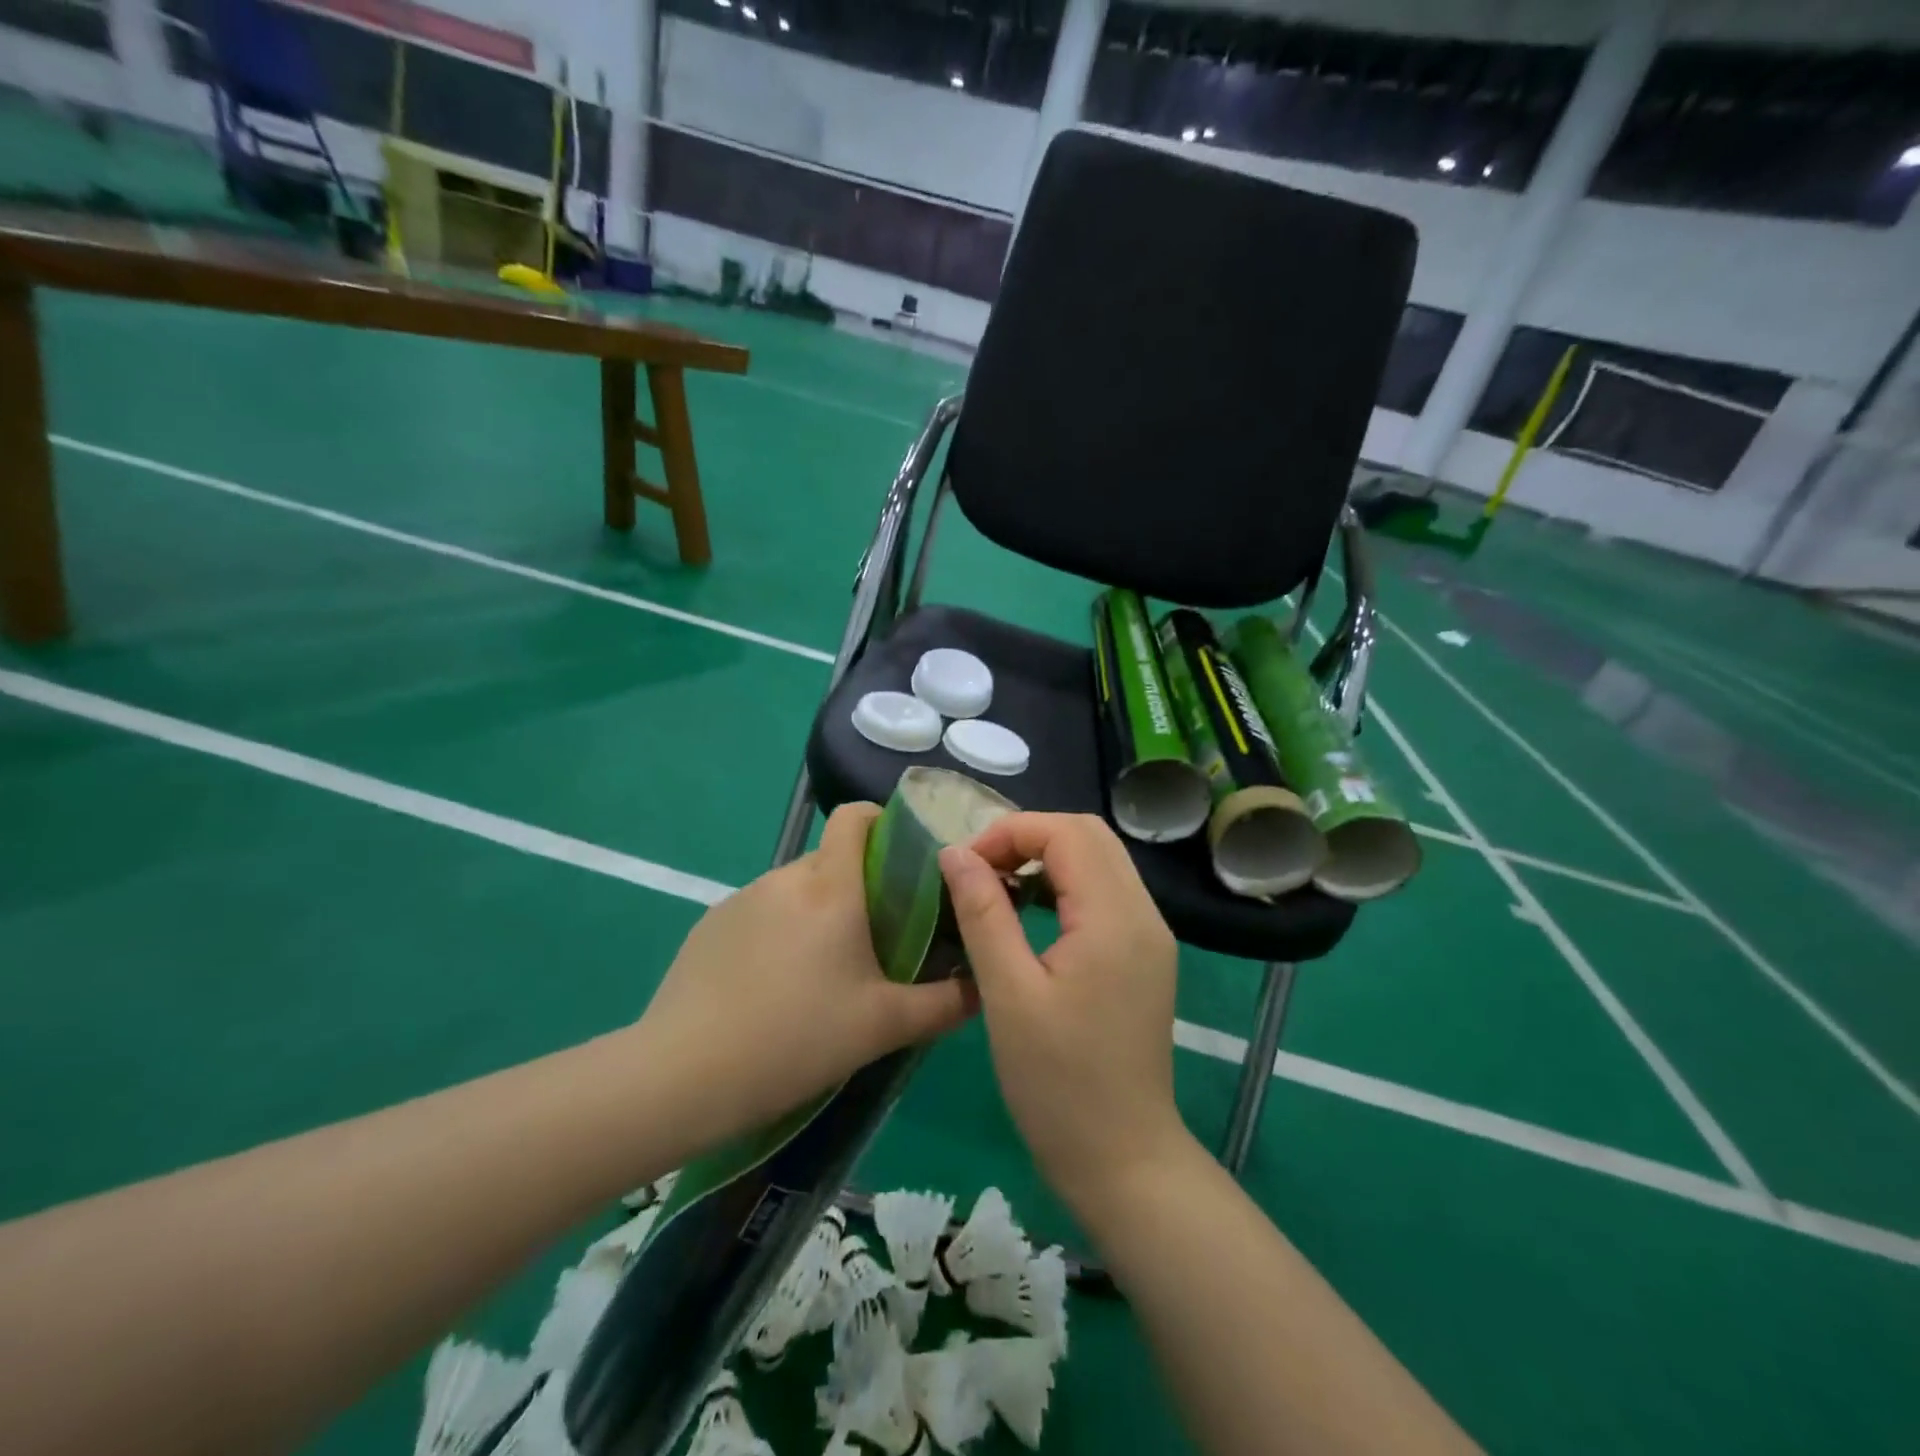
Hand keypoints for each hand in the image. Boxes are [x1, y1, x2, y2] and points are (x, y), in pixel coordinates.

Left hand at [634, 803, 978, 1144]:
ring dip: (818, 912)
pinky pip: (761, 912)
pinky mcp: (710, 925)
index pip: (856, 816)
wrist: (683, 1074)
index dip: (883, 823)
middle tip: (875, 939)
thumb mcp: (883, 1027)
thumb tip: (981, 987)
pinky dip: (779, 931)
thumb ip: (944, 1004)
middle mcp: (786, 878)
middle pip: (832, 858)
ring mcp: (741, 899)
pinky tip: (773, 988)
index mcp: (831, 887)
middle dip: (859, 885)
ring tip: (823, 972)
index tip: (904, 863)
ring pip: (796, 888)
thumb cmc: (796, 1038)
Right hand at [938, 813, 1190, 1208]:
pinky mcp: (1145, 955)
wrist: (1123, 1160)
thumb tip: (955, 853)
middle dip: (1029, 836)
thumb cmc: (1058, 1084)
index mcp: (1115, 918)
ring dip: (1047, 856)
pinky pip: (1106, 891)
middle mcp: (1144, 914)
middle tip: (979, 870)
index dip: (1010, 832)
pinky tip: (1030, 911)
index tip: (964, 865)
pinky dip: (1065, 883)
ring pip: (1100, 859)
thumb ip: (982, 913)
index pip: (1067, 832)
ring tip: (997, 885)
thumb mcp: (1008, 995)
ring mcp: (1150, 935)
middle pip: (1089, 834)